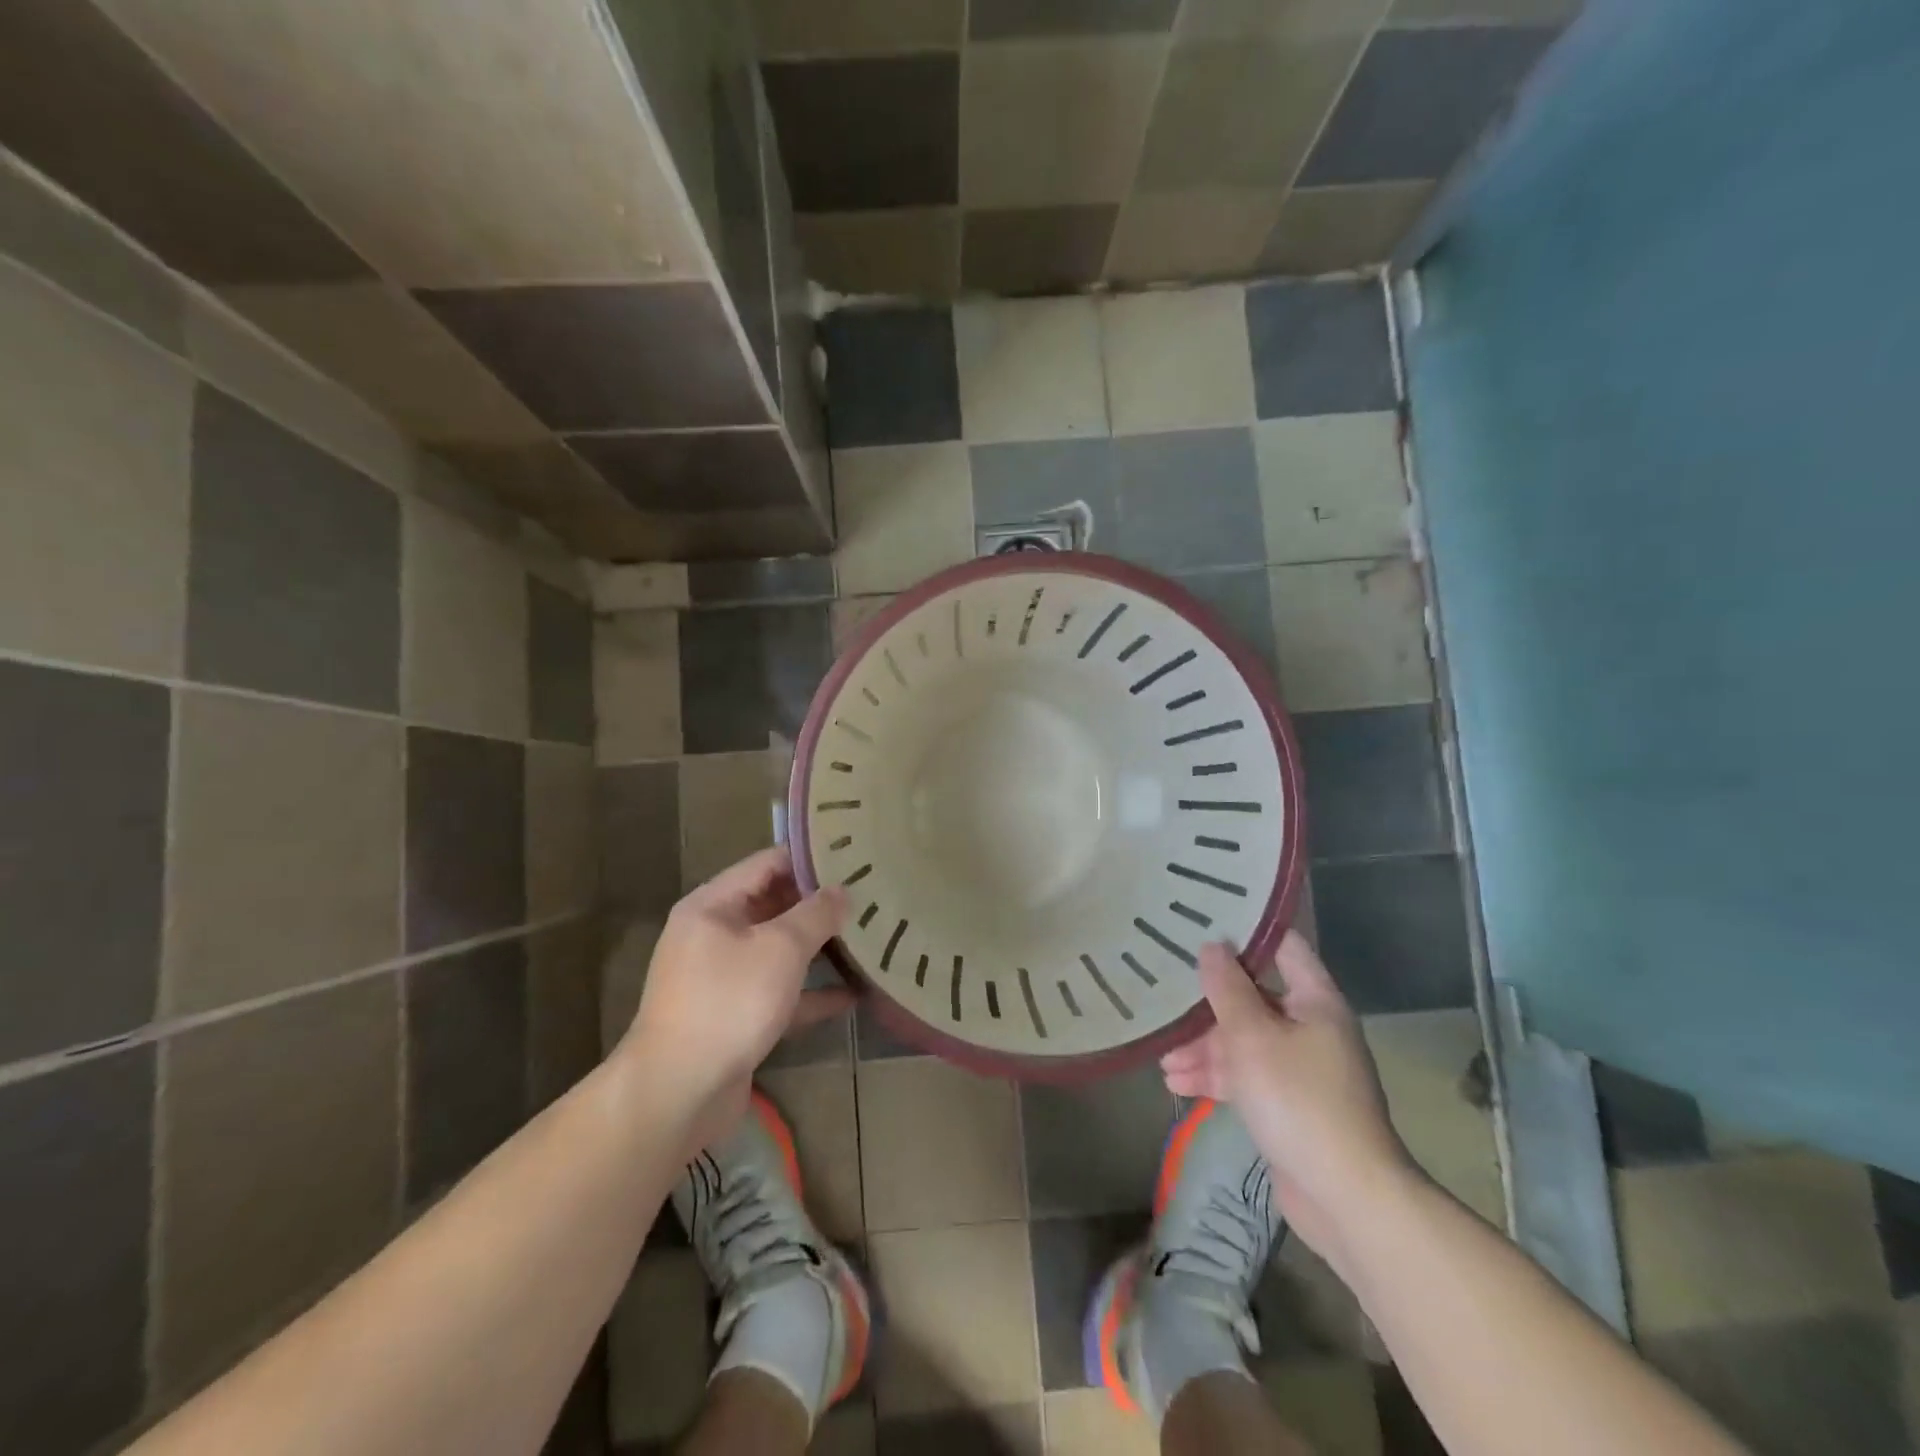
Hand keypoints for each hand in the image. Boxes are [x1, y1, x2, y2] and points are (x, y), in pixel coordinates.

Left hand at [622, 847, 850, 1149]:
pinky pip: (779, 993)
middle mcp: (713, 935)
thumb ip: (816, 915)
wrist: (679, 1092)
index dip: (810, 858)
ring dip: (818, 948)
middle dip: (819, 904)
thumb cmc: (729, 1002)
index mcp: (713, 905)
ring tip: (868, 938)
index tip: (853, 857)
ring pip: (778, 951)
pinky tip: (853, 994)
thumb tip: (842, 891)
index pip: (767, 863)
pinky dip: (810, 992)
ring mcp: (722, 978)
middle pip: (773, 906)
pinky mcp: (735, 1016)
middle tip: (869, 896)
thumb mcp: (780, 949)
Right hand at [1161, 932, 1416, 1265]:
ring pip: (1244, 1041)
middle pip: (1254, 998)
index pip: (1283, 947)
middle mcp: (1311, 1028)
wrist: (1346, 1196)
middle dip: (1209, 1004)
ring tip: (1163, 1057)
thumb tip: (1212, 946)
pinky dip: (1217, 1077)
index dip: (1245, 932)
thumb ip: (1227, 989)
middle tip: (1165, 996)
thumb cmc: (1298, 1099)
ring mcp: (1301, 1068)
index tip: (1200, 924)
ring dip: (1205, 1047)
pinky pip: (1247, 1076)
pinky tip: (1178, 1084)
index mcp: (1315, 1001)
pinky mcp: (1288, 1103)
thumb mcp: (1252, 1037)